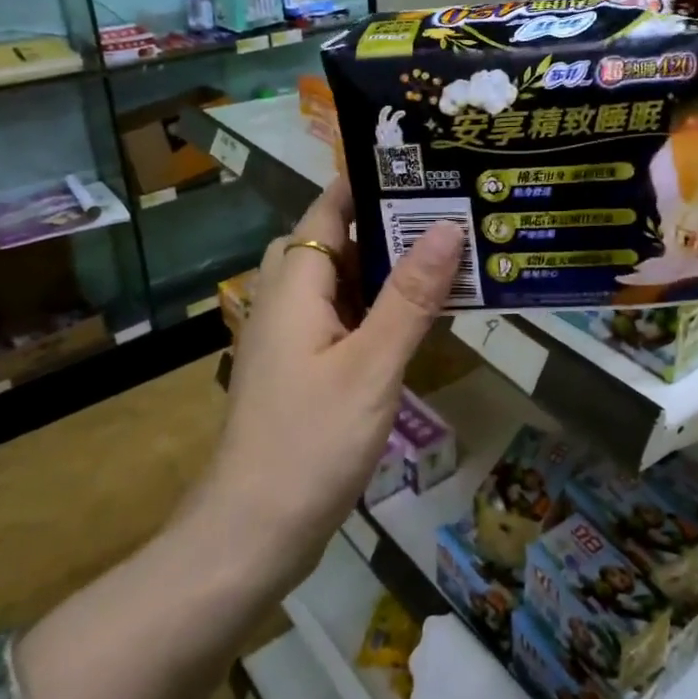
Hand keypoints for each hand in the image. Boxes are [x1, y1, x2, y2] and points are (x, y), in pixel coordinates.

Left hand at [210, 177, 461, 589]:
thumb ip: (410, 296)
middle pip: (333, 243)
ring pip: (339, 285)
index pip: (327, 210)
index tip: (418, 163)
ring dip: (384, 270)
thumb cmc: (311, 442)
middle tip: (444, 213)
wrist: (251, 535)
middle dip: (386, 224)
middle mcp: (285, 302)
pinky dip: (376, 310)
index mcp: (294, 286)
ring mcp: (290, 340)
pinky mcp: (300, 372)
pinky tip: (415, 323)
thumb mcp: (372, 365)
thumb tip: (446, 226)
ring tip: (442, 259)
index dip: (366, 181)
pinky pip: (340, 321)